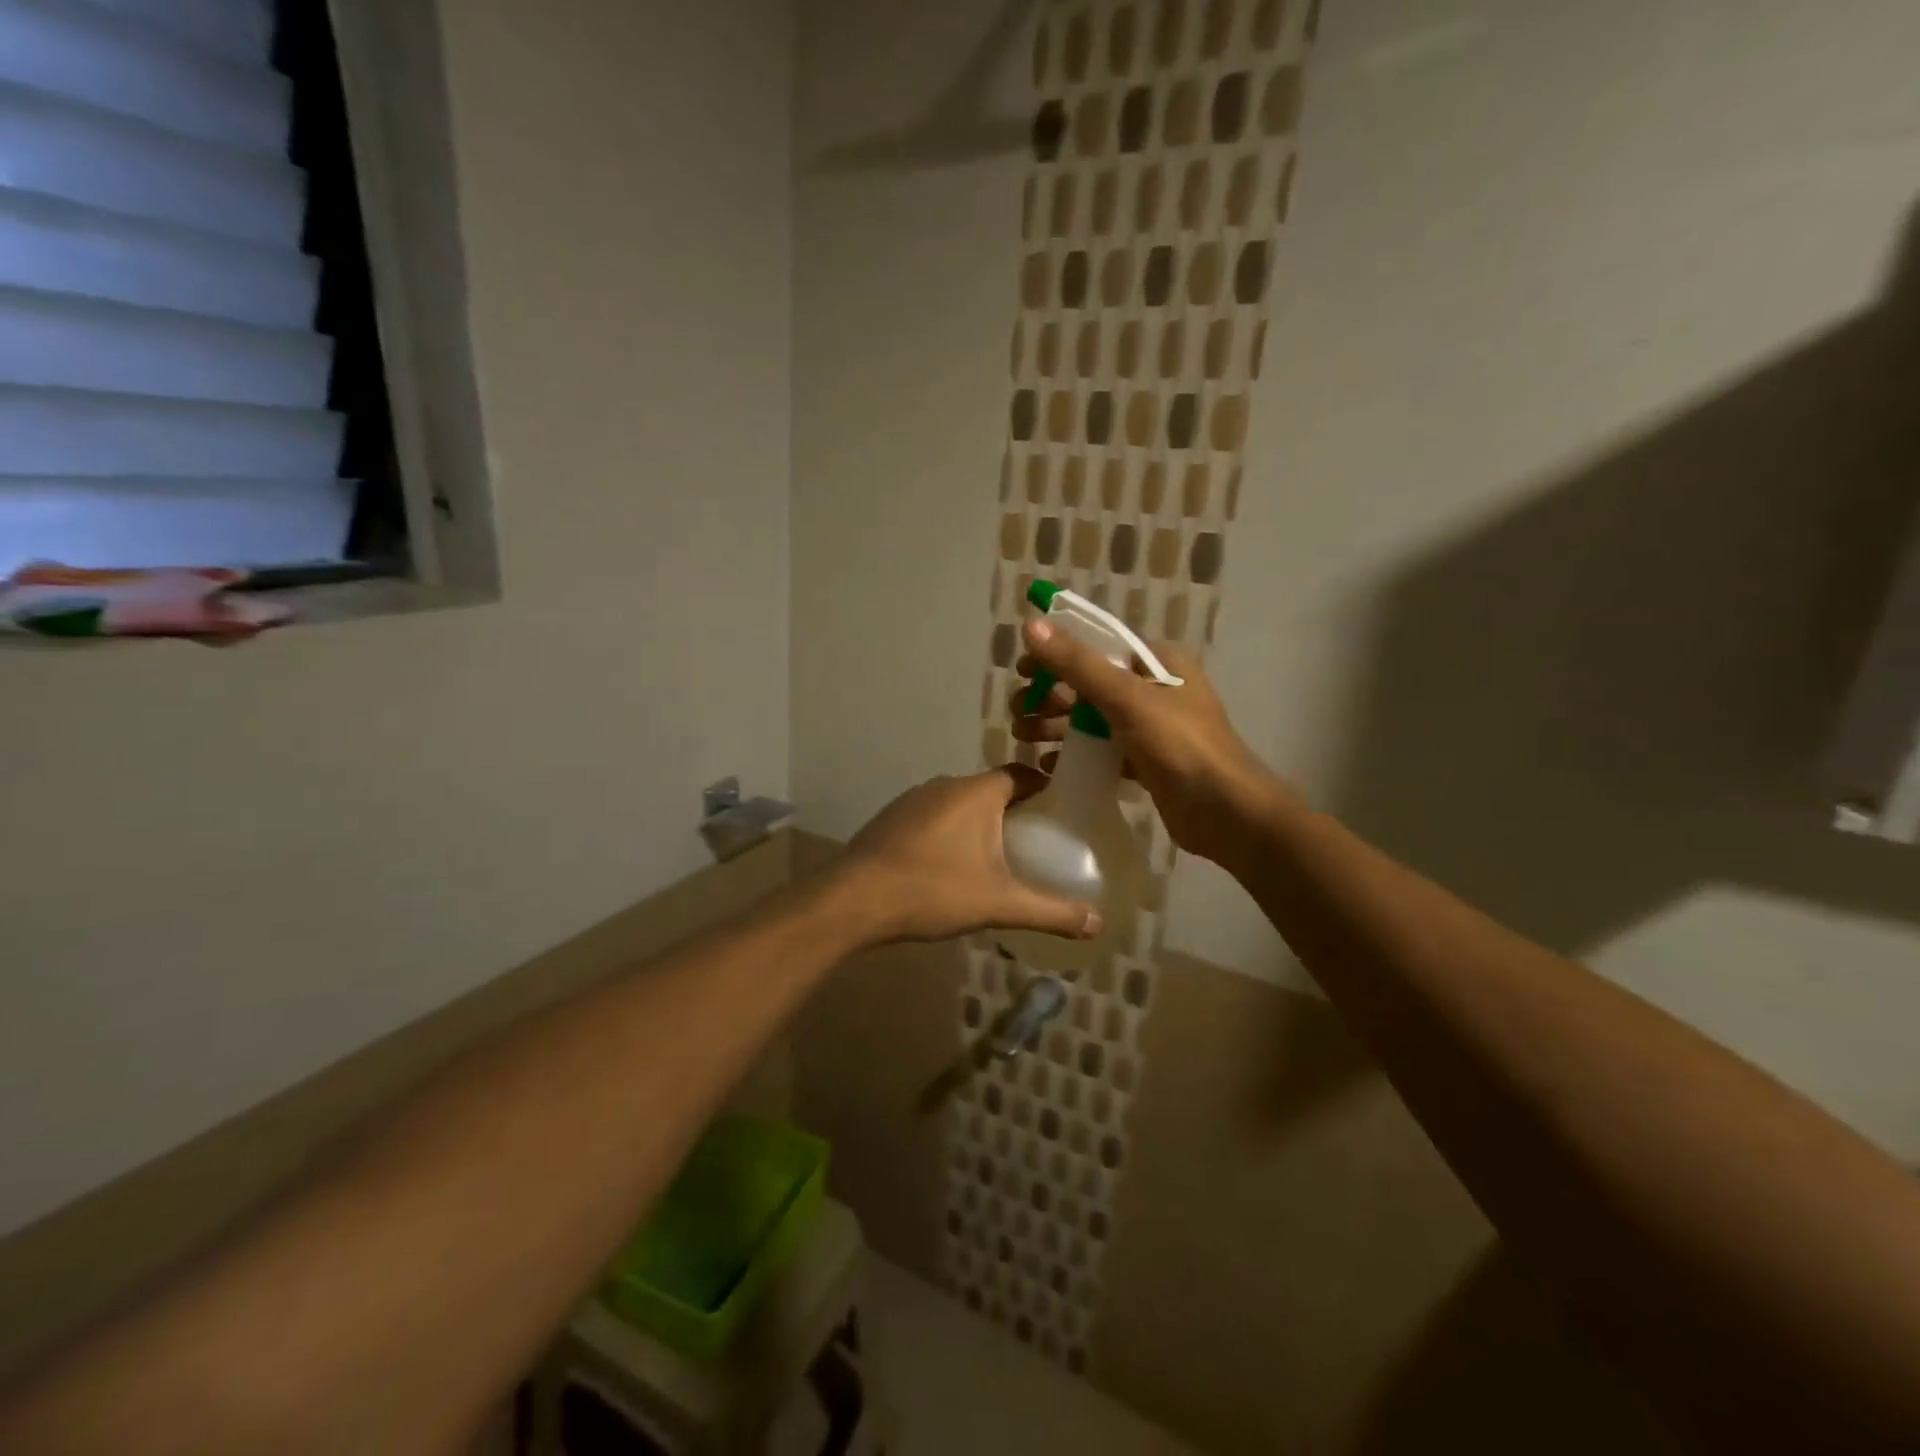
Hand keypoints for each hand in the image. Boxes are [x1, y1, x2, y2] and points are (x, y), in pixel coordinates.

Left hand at [832, 768, 1104, 944]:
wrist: (853, 900)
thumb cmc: (933, 890)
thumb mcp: (999, 904)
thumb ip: (1050, 911)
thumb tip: (1098, 924)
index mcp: (977, 792)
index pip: (1022, 774)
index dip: (1045, 788)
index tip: (1063, 810)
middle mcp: (945, 784)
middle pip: (992, 790)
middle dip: (1015, 812)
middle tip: (1036, 842)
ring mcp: (913, 799)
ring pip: (959, 804)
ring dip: (979, 824)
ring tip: (996, 858)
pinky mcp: (891, 819)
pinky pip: (933, 818)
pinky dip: (949, 834)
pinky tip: (949, 867)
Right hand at [1010, 618, 1292, 866]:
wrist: (1226, 813)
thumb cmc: (1180, 746)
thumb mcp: (1126, 698)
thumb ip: (1078, 663)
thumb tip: (1031, 625)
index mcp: (1159, 662)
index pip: (1098, 646)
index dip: (1057, 654)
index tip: (1022, 671)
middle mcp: (1156, 689)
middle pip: (1091, 683)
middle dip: (1051, 695)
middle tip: (1018, 712)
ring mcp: (1152, 727)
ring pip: (1094, 718)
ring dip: (1057, 724)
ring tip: (1023, 736)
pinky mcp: (1148, 762)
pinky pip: (1103, 749)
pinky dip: (1076, 752)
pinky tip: (1049, 764)